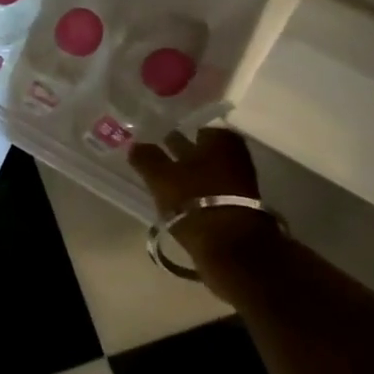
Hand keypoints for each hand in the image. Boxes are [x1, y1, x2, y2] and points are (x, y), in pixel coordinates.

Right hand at [130, 128, 275, 264]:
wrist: (231, 248)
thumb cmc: (194, 199)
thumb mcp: (160, 176)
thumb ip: (145, 157)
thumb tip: (134, 145)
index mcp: (219, 139)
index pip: (192, 125)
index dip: (172, 129)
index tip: (154, 136)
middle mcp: (234, 155)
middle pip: (200, 149)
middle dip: (180, 152)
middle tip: (153, 154)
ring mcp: (239, 182)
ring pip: (204, 171)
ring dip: (187, 174)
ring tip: (161, 179)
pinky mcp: (237, 208)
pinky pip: (209, 192)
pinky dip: (194, 193)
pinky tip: (177, 199)